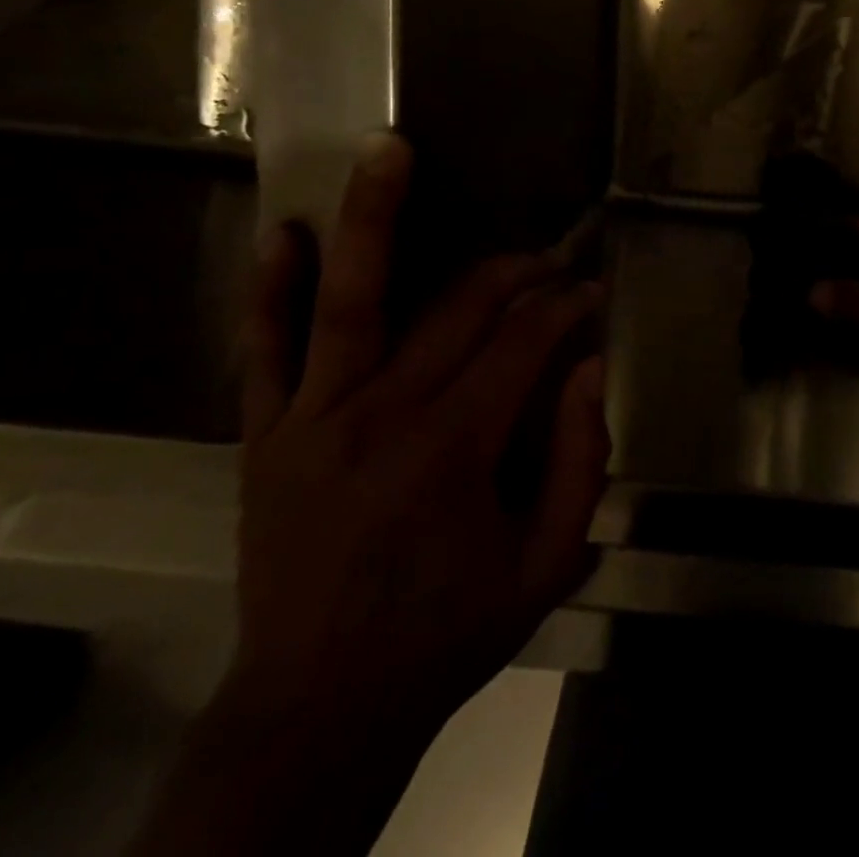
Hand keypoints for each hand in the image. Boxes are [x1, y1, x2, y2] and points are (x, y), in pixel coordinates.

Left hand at [234, 134, 608, 727]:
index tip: (593, 294)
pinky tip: (287, 233)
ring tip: (389, 150)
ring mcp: (315, 418)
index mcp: (456, 447)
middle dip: (517, 269)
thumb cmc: (448, 632)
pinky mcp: (267, 435)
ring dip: (375, 217)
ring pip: (351, 299)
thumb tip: (589, 367)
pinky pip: (265, 351)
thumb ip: (581, 460)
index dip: (568, 306)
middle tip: (551, 256)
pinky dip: (273, 290)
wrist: (317, 708)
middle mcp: (384, 414)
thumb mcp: (547, 563)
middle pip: (461, 307)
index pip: (525, 341)